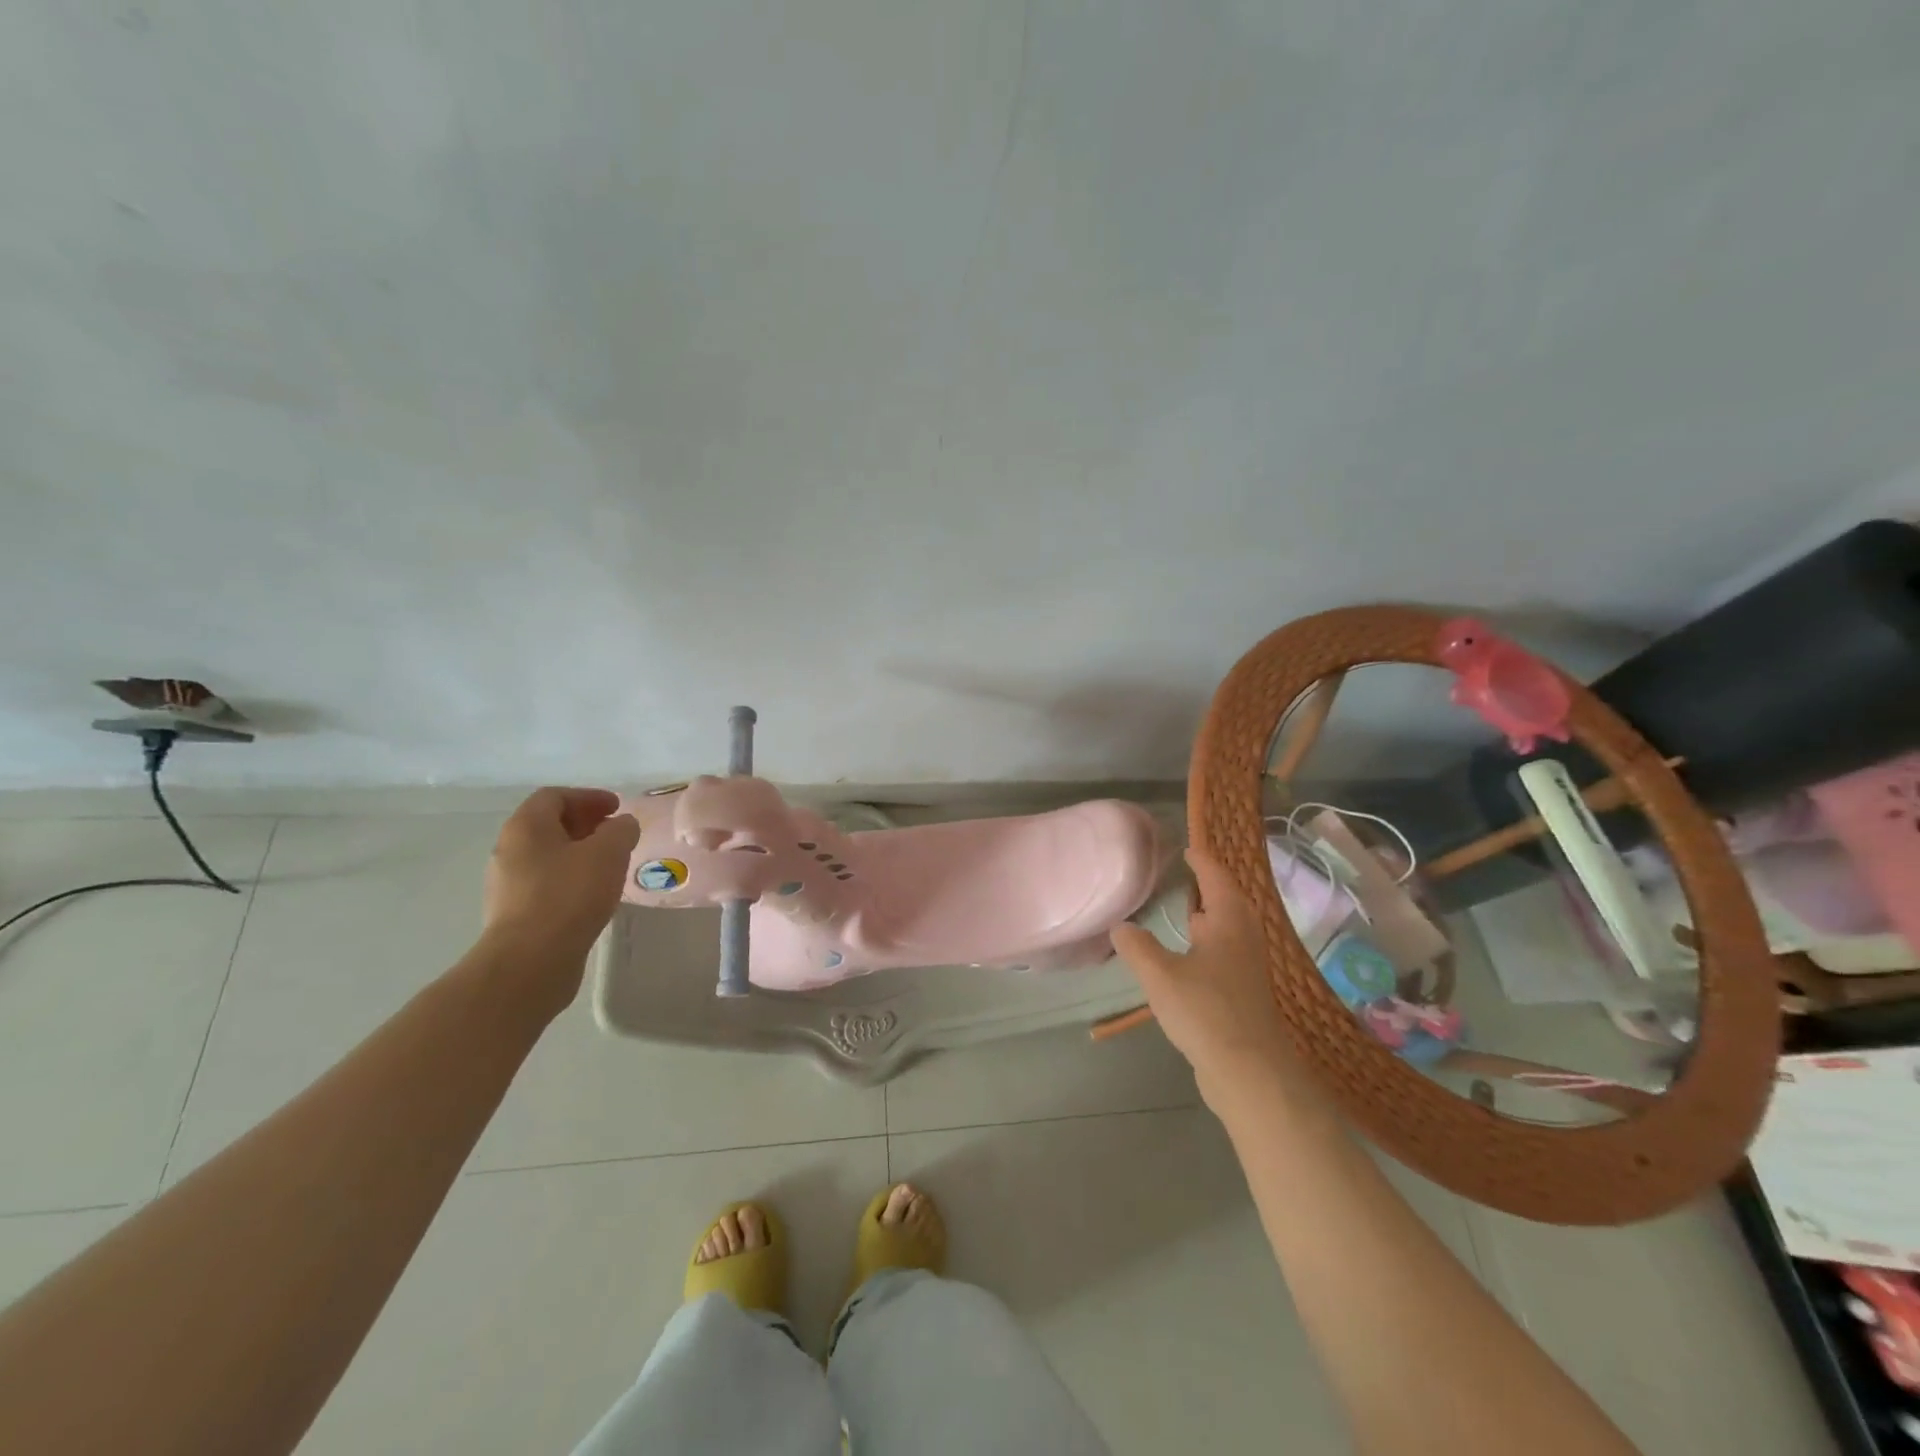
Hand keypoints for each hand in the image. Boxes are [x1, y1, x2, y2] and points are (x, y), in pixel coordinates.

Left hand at [482, 788, 640, 994]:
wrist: (531, 961)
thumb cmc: (569, 895)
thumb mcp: (609, 852)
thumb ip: (620, 830)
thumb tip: (621, 825)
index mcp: (526, 826)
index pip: (555, 796)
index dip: (588, 797)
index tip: (617, 808)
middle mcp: (509, 850)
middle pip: (548, 825)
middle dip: (585, 824)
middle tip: (616, 833)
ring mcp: (507, 885)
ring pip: (548, 856)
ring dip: (579, 853)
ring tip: (610, 865)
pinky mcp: (515, 914)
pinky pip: (546, 884)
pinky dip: (571, 879)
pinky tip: (593, 894)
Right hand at [1110, 847, 1301, 1108]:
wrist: (1249, 1072)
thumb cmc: (1205, 1011)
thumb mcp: (1160, 975)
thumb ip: (1137, 947)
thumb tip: (1121, 926)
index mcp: (1228, 923)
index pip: (1216, 878)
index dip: (1202, 862)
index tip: (1188, 849)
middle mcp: (1243, 939)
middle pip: (1229, 903)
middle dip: (1209, 889)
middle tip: (1185, 878)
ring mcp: (1248, 969)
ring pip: (1229, 932)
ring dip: (1211, 919)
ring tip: (1186, 915)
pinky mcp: (1245, 995)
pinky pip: (1226, 955)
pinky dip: (1209, 946)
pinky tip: (1189, 961)